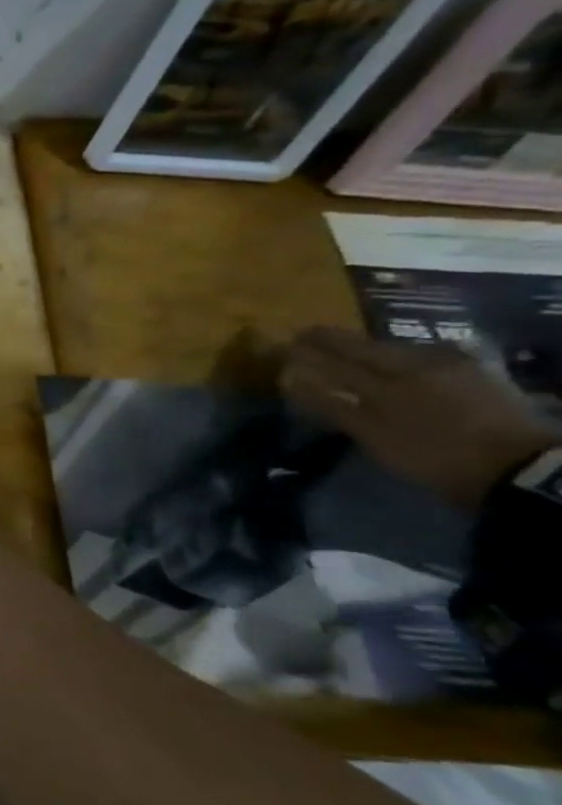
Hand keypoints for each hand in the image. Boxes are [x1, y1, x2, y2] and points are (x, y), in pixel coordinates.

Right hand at [280, 326, 559, 508]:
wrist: (520, 468)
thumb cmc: (433, 454)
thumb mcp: (375, 435)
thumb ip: (332, 404)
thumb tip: (291, 378)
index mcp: (389, 377)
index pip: (337, 357)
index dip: (309, 349)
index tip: (285, 341)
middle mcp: (419, 362)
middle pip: (368, 347)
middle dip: (336, 342)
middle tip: (308, 335)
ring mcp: (453, 366)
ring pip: (399, 350)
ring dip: (369, 347)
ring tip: (351, 349)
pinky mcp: (477, 374)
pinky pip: (428, 357)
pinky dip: (403, 357)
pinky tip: (400, 361)